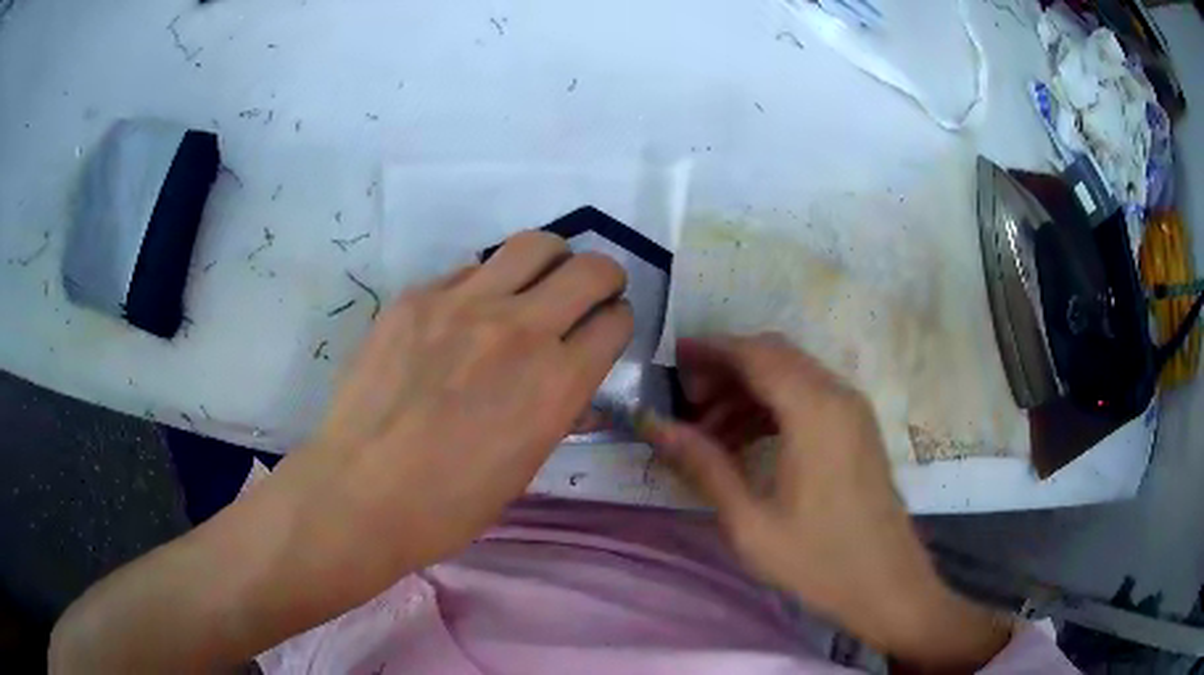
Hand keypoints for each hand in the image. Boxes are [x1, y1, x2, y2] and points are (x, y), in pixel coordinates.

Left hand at [295, 231, 632, 571]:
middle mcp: (519, 329)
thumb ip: (558, 413)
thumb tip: (573, 387)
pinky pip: (468, 271)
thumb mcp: (525, 467)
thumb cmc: (450, 503)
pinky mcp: (416, 297)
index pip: (615, 322)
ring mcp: (463, 304)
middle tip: (588, 296)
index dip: (617, 324)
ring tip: (534, 286)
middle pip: (591, 268)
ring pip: (534, 245)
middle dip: (603, 279)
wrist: (360, 492)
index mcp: (556, 382)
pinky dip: (483, 286)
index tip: (604, 331)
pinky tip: (463, 318)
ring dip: (550, 262)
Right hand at [645, 335, 1010, 670]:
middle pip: (775, 356)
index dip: (711, 350)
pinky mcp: (857, 429)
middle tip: (685, 401)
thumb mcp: (750, 523)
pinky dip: (772, 407)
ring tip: (707, 429)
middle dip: (726, 368)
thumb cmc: (819, 561)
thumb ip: (704, 466)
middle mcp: (838, 396)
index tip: (671, 358)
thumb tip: (654, 424)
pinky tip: (744, 442)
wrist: (887, 585)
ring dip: (748, 390)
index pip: (756, 354)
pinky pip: (809, 398)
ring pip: (792, 376)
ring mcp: (853, 411)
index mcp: (815, 412)